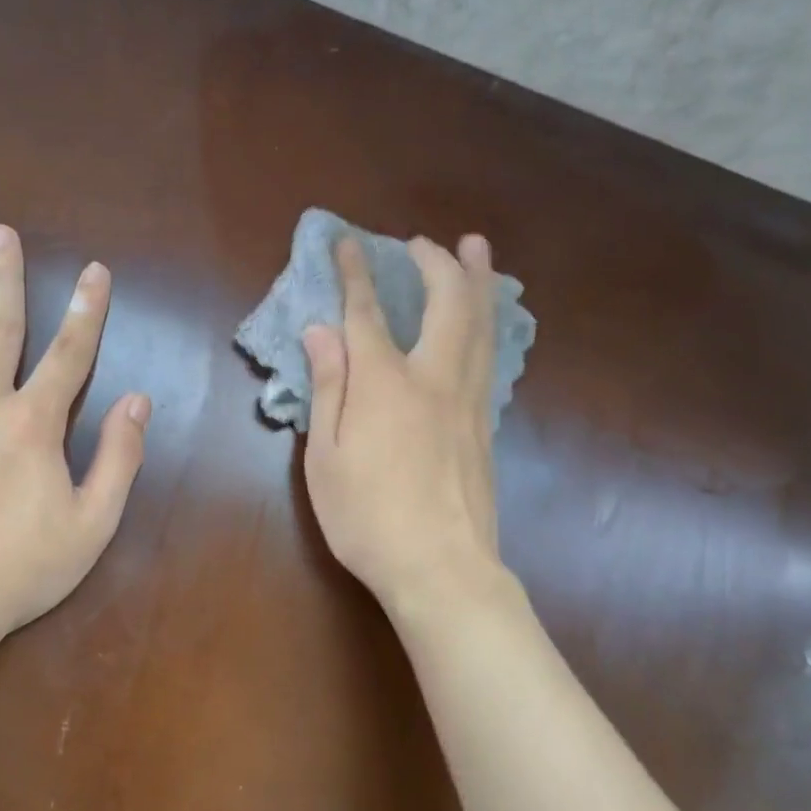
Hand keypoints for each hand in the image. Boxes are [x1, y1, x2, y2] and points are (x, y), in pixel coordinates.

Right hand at [301, 234, 511, 626]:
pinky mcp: (486, 425)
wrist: (442, 569)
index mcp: (385, 383)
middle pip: (446, 303)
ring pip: (481, 325)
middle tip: (425, 241)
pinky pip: (491, 356)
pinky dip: (487, 323)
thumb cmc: (367, 517)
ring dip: (477, 280)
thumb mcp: (324, 456)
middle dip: (436, 263)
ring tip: (478, 249)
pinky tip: (485, 321)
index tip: (347, 242)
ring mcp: (469, 401)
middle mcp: (434, 378)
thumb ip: (327, 387)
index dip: (356, 273)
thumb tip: (320, 331)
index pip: (367, 312)